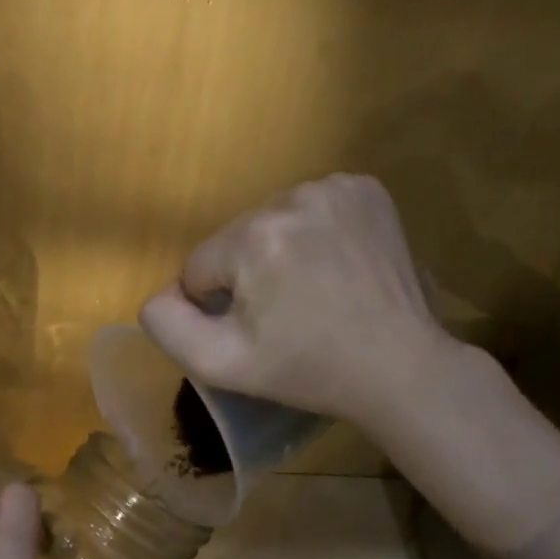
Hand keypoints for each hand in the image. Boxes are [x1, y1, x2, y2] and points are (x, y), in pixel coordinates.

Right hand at [139, 174, 460, 432]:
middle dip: (247, 275)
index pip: (198, 267)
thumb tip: (159, 295)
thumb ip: (169, 326)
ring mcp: (335, 188)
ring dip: (279, 251)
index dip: (215, 305)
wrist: (400, 367)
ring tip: (313, 290)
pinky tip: (335, 264)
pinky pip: (310, 208)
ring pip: (271, 222)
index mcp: (253, 238)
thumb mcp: (222, 364)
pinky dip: (313, 232)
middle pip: (234, 240)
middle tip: (286, 314)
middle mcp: (291, 197)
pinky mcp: (366, 189)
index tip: (254, 331)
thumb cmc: (307, 370)